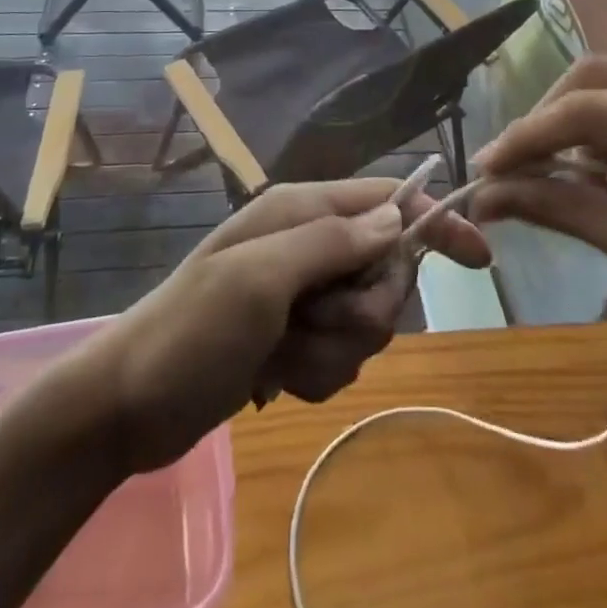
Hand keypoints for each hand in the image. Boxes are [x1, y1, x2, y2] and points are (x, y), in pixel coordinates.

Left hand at [80, 178, 490, 472]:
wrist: (127, 407)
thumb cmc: (191, 331)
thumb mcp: (260, 278)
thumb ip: (332, 241)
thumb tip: (398, 216)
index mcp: (301, 211)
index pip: (387, 200)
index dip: (435, 221)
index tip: (479, 257)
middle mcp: (308, 244)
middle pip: (385, 270)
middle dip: (364, 309)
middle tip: (316, 323)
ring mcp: (302, 294)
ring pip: (367, 320)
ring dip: (334, 349)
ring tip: (282, 355)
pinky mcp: (295, 338)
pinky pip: (341, 356)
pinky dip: (317, 373)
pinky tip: (275, 378)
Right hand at [467, 57, 606, 369]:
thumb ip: (555, 207)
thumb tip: (483, 196)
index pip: (586, 108)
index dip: (528, 137)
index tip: (485, 170)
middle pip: (595, 77)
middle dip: (548, 122)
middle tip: (516, 168)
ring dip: (577, 126)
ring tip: (561, 178)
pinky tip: (606, 176)